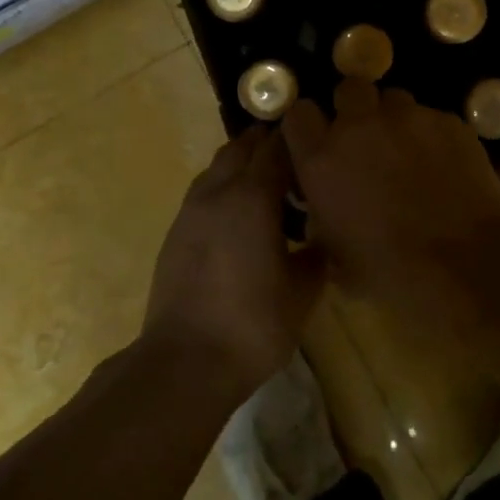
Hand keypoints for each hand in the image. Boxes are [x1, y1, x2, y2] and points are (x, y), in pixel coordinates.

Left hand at [142, 128, 325, 399]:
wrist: (185, 360)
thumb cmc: (253, 323)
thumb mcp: (303, 292)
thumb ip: (317, 254)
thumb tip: (323, 236)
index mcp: (252, 196)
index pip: (276, 147)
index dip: (297, 140)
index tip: (317, 141)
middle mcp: (218, 190)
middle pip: (242, 146)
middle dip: (267, 143)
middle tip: (296, 159)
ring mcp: (191, 209)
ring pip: (218, 166)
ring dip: (242, 163)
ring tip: (268, 186)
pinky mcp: (176, 230)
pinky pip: (204, 190)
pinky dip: (224, 187)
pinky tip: (240, 215)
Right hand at [281, 79, 499, 297]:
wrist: (466, 265)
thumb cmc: (391, 271)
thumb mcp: (334, 254)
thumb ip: (320, 216)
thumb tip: (321, 205)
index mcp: (322, 158)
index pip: (298, 113)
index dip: (308, 124)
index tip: (317, 140)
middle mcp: (359, 126)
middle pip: (349, 88)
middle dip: (354, 107)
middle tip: (365, 137)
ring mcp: (407, 118)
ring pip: (394, 100)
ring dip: (394, 120)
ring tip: (408, 150)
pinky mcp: (448, 122)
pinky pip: (432, 118)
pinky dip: (431, 135)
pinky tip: (443, 164)